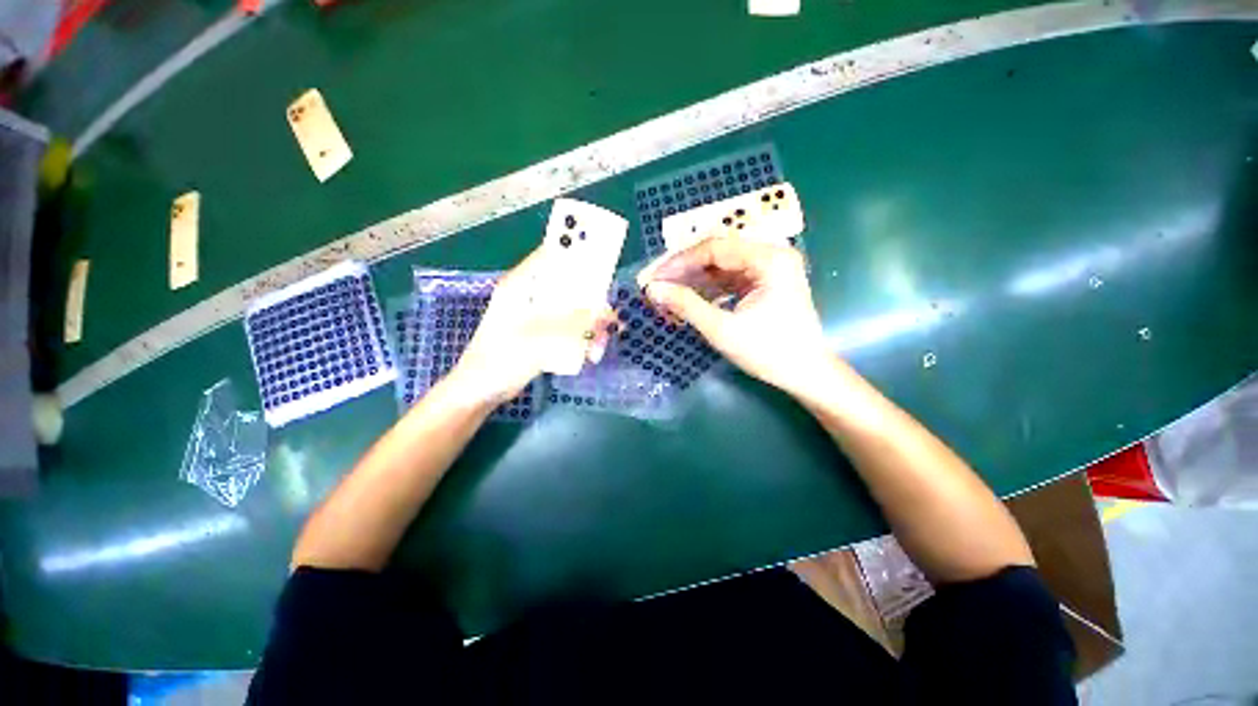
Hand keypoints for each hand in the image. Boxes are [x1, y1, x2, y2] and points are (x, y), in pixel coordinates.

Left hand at [446, 248, 615, 405]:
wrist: (483, 390)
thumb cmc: (502, 358)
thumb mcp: (541, 337)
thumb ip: (576, 323)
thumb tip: (606, 313)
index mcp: (522, 285)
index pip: (552, 256)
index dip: (578, 253)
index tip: (604, 262)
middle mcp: (532, 295)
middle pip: (570, 287)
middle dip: (592, 304)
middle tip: (608, 321)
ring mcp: (538, 316)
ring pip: (573, 311)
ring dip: (590, 327)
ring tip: (598, 348)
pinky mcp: (543, 334)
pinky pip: (570, 329)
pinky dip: (582, 340)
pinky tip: (590, 355)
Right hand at [637, 237, 831, 397]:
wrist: (805, 374)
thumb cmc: (769, 353)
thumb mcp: (723, 330)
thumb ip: (686, 306)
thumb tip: (653, 289)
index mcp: (769, 259)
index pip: (713, 248)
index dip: (678, 262)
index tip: (652, 277)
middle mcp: (770, 254)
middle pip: (716, 253)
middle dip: (683, 269)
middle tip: (655, 283)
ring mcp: (767, 268)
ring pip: (719, 266)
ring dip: (692, 279)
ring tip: (666, 293)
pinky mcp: (762, 283)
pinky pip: (727, 279)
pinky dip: (706, 289)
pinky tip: (686, 298)